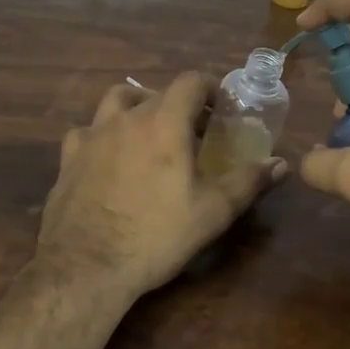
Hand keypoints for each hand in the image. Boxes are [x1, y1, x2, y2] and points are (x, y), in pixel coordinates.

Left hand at [37, 72, 286, 300]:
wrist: (87, 267)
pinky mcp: (68, 158)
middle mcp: (125, 118)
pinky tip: (107, 157)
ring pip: (115, 101)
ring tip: (148, 132)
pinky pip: (86, 132)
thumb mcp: (213, 212)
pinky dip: (102, 136)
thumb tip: (281, 164)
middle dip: (179, 104)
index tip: (221, 107)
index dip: (209, 87)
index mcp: (164, 122)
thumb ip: (248, 181)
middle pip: (156, 93)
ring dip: (136, 107)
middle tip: (193, 131)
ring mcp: (92, 136)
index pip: (190, 82)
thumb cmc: (156, 235)